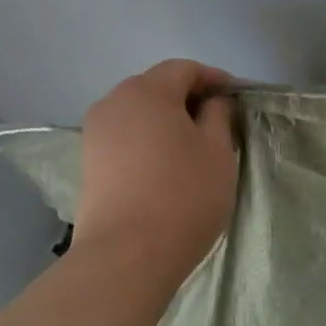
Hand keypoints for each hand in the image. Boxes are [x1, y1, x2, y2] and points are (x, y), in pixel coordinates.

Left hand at [71, 59, 238, 295]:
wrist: (126, 256)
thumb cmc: (183, 194)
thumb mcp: (218, 151)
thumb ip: (218, 115)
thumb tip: (213, 102)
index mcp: (147, 91)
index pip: (184, 69)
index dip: (214, 79)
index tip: (236, 98)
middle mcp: (114, 102)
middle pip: (156, 86)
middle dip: (188, 97)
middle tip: (218, 121)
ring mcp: (95, 134)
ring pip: (138, 112)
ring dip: (166, 120)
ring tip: (193, 145)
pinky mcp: (89, 163)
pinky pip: (125, 136)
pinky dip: (148, 139)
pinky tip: (166, 164)